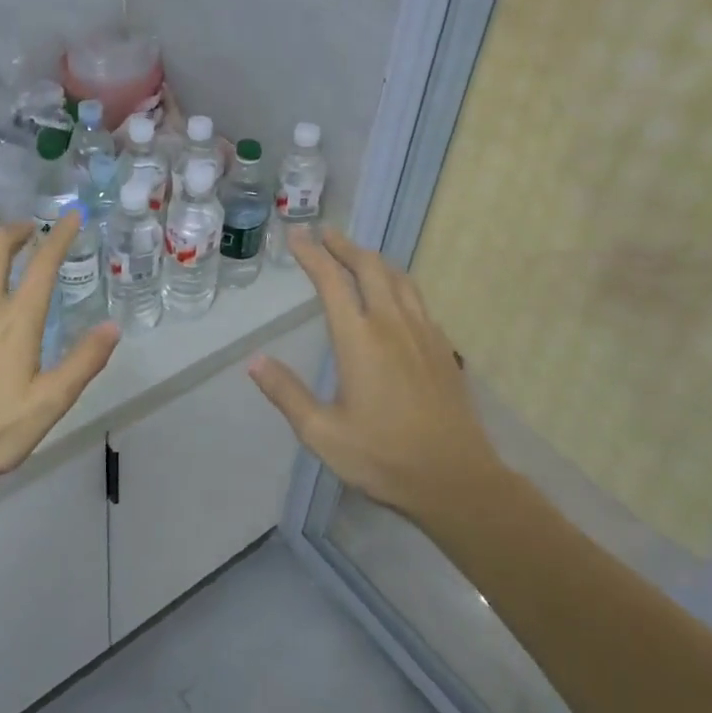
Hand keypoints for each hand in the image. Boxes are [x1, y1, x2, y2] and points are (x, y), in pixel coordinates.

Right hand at [247, 227, 501, 518]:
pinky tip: (395, 298)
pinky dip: (398, 283)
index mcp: (360, 339)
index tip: (297, 235)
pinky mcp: (443, 348)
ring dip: (374, 260)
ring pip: (399, 279)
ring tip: (358, 255)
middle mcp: (393, 325)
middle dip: (345, 246)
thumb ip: (287, 394)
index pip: (331, 281)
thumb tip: (255, 361)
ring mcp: (424, 334)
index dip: (312, 254)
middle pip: (369, 268)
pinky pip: (418, 300)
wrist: (456, 479)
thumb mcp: (322, 433)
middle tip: (326, 233)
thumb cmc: (383, 457)